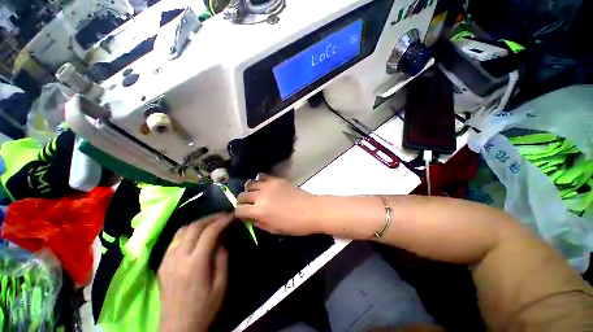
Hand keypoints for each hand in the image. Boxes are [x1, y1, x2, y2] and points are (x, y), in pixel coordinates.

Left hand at [158, 214, 231, 331]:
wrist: (178, 328)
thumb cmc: (204, 307)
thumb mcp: (221, 284)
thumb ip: (222, 257)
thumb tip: (222, 238)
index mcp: (195, 263)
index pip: (209, 232)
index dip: (222, 221)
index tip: (232, 215)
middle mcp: (178, 257)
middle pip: (195, 226)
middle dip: (211, 217)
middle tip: (223, 215)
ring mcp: (167, 259)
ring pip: (182, 230)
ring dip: (199, 222)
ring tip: (211, 222)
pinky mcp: (161, 263)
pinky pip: (175, 239)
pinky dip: (188, 231)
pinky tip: (196, 234)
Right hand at [235, 174, 320, 235]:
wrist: (311, 210)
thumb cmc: (294, 225)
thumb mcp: (273, 229)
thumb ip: (258, 223)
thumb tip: (250, 217)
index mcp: (258, 211)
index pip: (239, 210)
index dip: (238, 213)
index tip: (243, 215)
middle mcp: (260, 196)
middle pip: (242, 195)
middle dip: (242, 201)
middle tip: (248, 205)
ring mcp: (268, 185)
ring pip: (250, 183)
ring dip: (249, 189)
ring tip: (254, 193)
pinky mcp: (277, 179)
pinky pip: (263, 176)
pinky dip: (259, 180)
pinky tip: (263, 185)